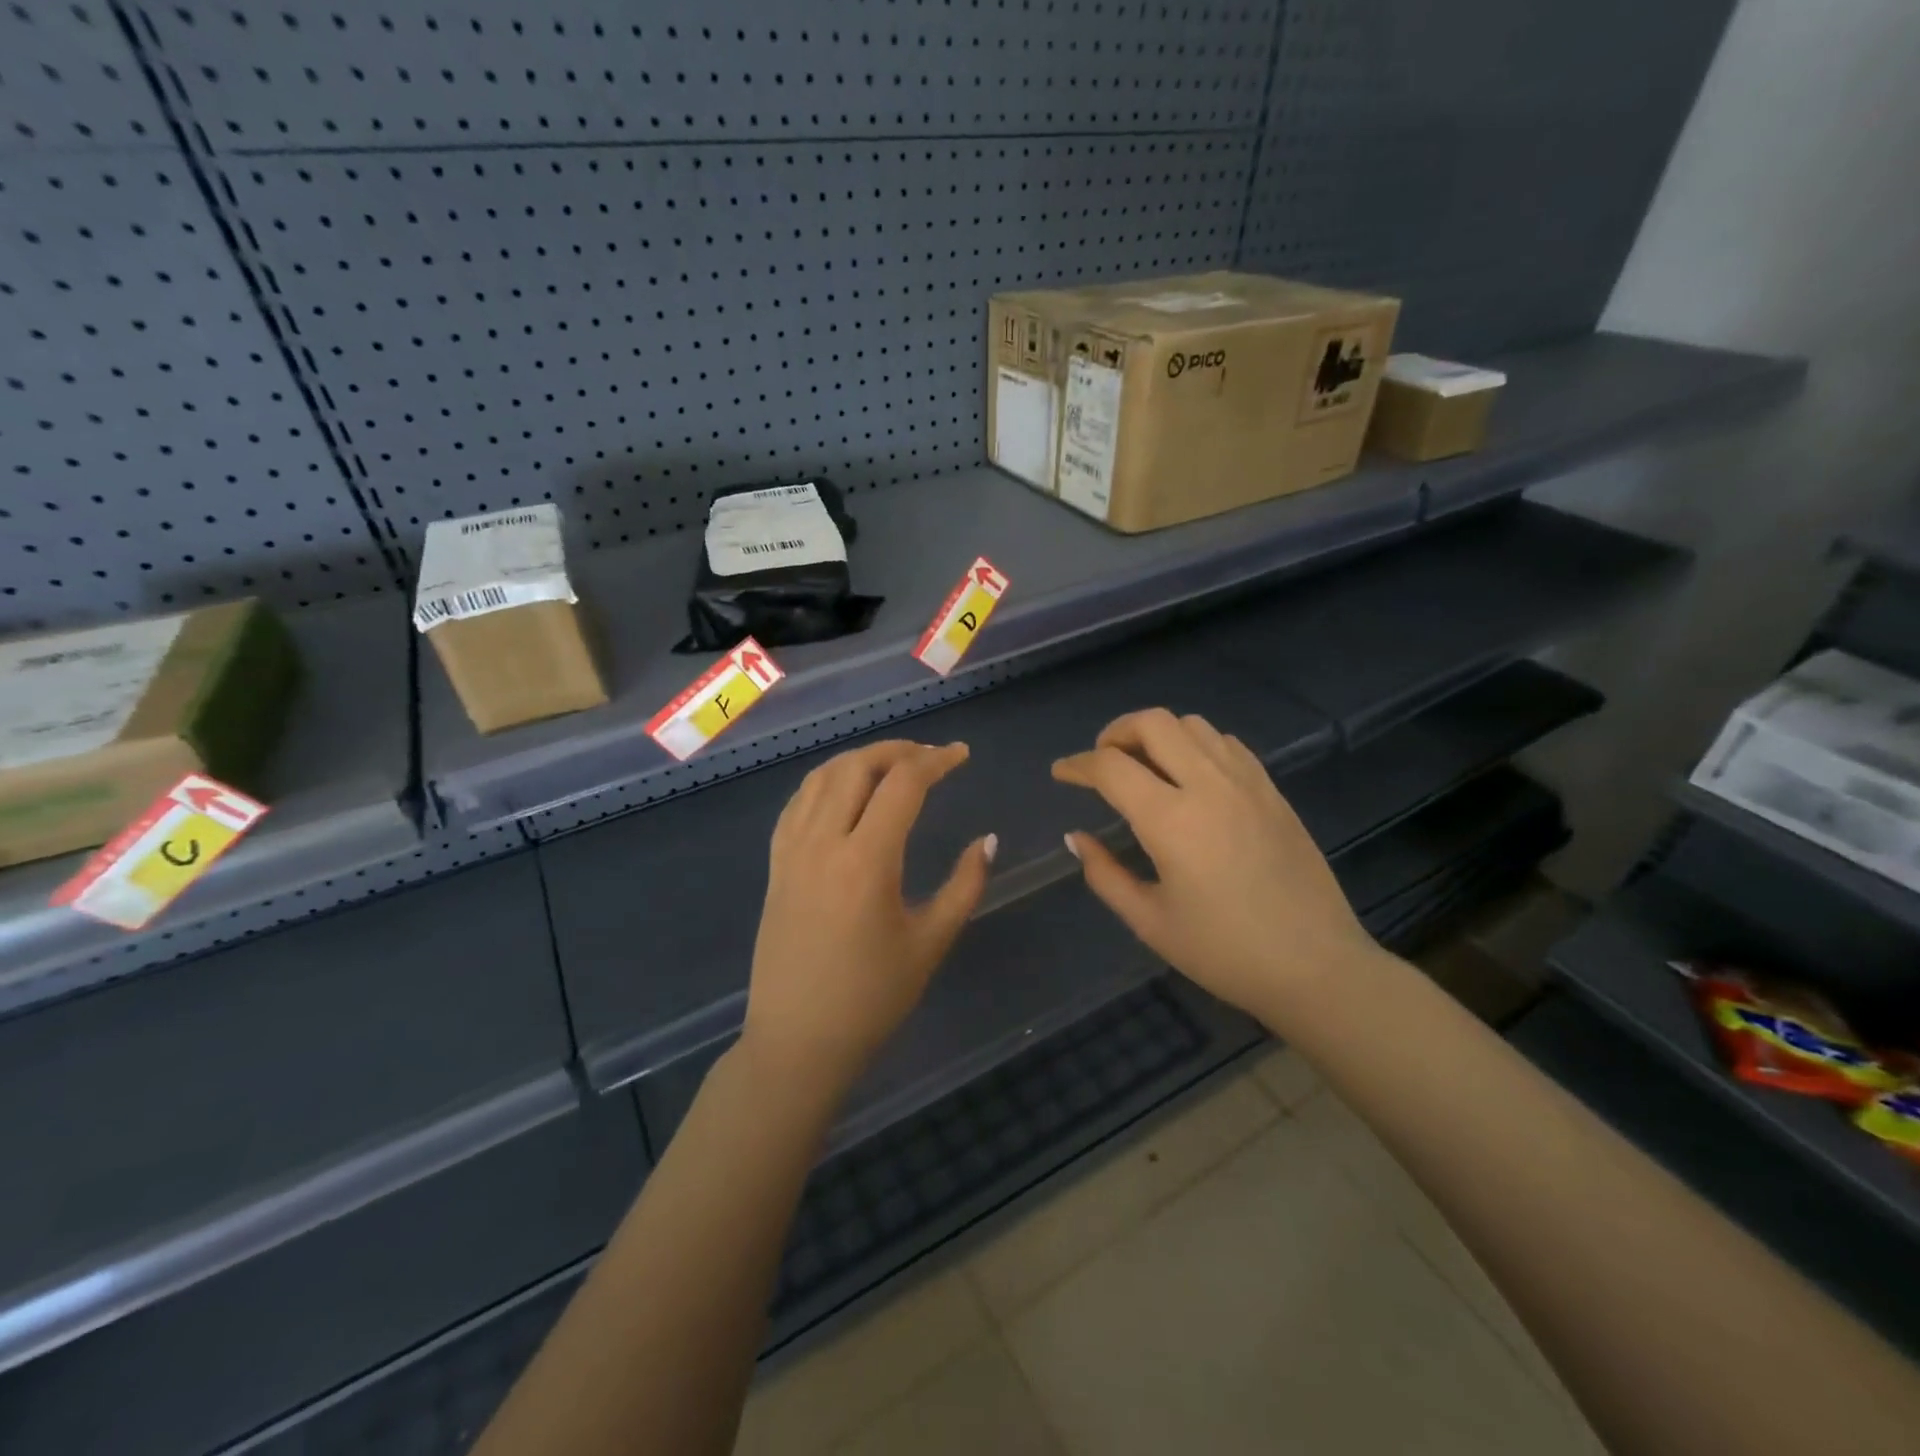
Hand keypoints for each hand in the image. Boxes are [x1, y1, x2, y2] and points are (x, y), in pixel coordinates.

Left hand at [741, 740, 994, 1096]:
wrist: (799, 1040)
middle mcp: (823, 843)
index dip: (936, 760)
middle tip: (930, 756)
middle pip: (858, 766)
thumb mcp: (931, 942)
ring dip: (860, 759)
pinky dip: (826, 781)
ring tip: (893, 765)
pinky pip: (798, 802)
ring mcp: (792, 851)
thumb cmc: (873, 998)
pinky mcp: (776, 864)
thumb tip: (988, 840)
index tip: (961, 755)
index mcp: (867, 861)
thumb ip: (965, 885)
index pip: (903, 784)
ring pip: (822, 776)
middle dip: (898, 750)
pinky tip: (845, 791)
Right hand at [1053, 709, 1376, 1022]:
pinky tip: (1191, 777)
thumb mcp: (1150, 922)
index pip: (1111, 767)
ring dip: (1158, 735)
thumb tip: (1076, 837)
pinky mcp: (1272, 792)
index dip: (1077, 765)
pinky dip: (1197, 745)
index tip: (1061, 773)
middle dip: (1116, 732)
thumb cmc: (1224, 952)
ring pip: (1193, 725)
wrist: (1316, 967)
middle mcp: (1208, 786)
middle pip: (1153, 723)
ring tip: (1145, 767)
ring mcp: (1246, 783)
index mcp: (1171, 820)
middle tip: (1103, 763)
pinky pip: (1227, 744)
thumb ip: (1105, 874)